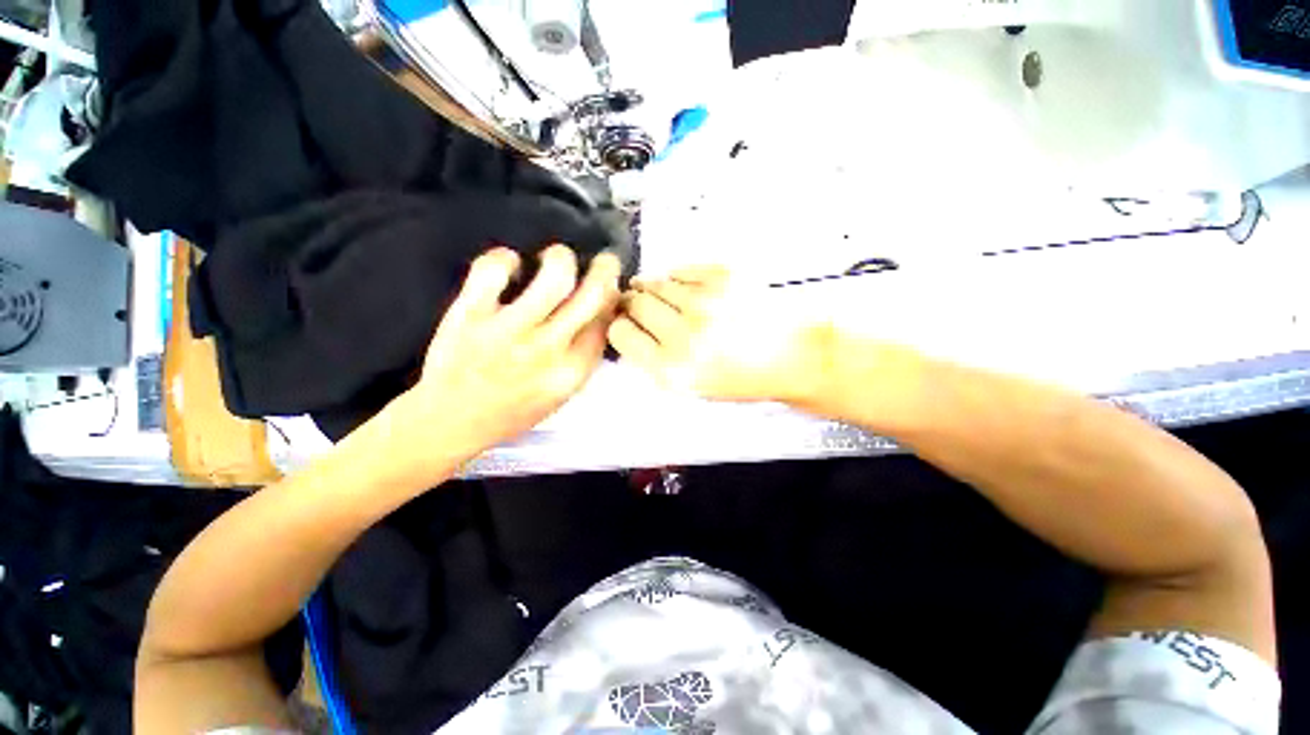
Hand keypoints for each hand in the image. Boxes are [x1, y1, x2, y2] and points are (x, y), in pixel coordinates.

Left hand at [389, 244, 620, 464]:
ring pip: (554, 276)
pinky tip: (508, 265)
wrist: (451, 421)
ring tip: (554, 258)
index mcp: (572, 371)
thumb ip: (583, 355)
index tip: (610, 285)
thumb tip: (600, 311)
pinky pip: (493, 269)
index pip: (606, 321)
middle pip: (592, 295)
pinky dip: (504, 258)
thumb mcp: (562, 392)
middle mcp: (547, 351)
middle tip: (602, 260)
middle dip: (605, 269)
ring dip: (561, 257)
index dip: (613, 295)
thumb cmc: (512, 409)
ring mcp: (508, 332)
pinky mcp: (470, 315)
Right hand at [607, 266, 831, 404]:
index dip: (620, 325)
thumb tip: (630, 328)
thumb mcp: (692, 387)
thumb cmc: (743, 379)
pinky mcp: (724, 276)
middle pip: (635, 303)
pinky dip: (678, 278)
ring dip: (653, 289)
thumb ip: (655, 361)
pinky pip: (681, 270)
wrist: (795, 357)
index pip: (621, 333)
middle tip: (641, 306)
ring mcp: (704, 301)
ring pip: (656, 283)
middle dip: (633, 304)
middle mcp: (683, 334)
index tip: (626, 322)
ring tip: (666, 298)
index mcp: (672, 369)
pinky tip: (686, 289)